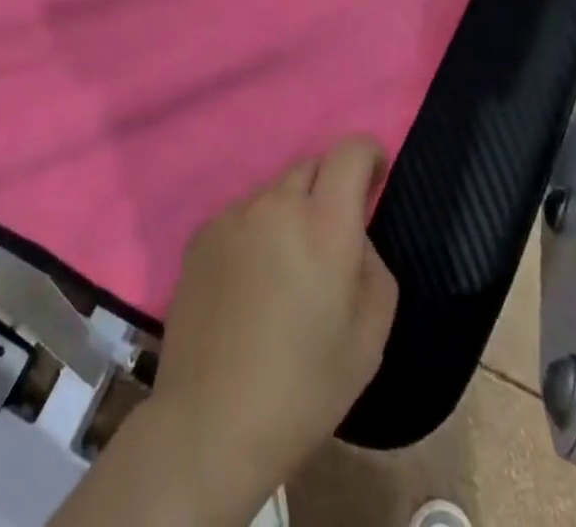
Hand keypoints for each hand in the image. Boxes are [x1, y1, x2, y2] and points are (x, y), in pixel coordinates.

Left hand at [146, 138, 398, 519]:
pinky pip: (242, 216)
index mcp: (325, 224)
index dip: (368, 155)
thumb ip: (373, 265)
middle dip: (329, 189)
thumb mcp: (370, 336)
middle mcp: (277, 203)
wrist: (209, 424)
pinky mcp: (201, 233)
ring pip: (275, 193)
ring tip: (284, 273)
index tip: (374, 180)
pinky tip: (249, 286)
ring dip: (290, 214)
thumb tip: (354, 236)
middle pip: (312, 166)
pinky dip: (256, 234)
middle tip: (330, 240)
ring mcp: (234, 215)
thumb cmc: (303, 388)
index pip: (350, 150)